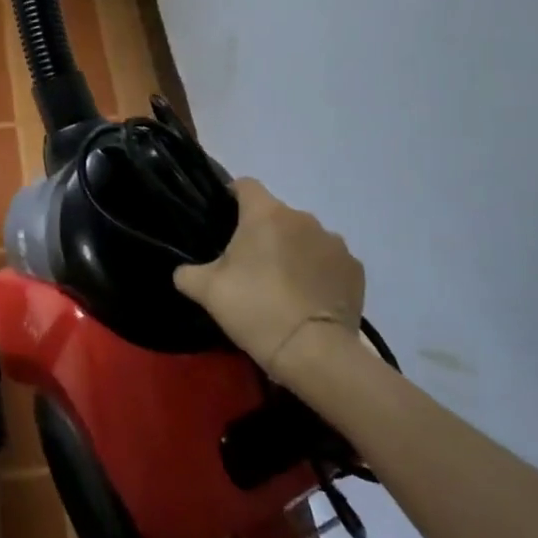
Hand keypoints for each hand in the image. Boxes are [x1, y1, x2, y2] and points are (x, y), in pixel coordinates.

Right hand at [174, 178, 365, 380]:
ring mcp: (334, 242)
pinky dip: (319, 272)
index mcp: (265, 214)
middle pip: (276, 215)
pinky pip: (329, 261)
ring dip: (293, 251)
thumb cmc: (255, 309)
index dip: (232, 197)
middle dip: (264, 232)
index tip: (224, 220)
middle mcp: (303, 218)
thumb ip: (187, 273)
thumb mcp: (207, 291)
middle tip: (250, 265)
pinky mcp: (355, 269)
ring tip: (284, 285)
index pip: (245, 185)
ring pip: (304, 237)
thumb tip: (183, 271)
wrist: (314, 352)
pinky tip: (309, 298)